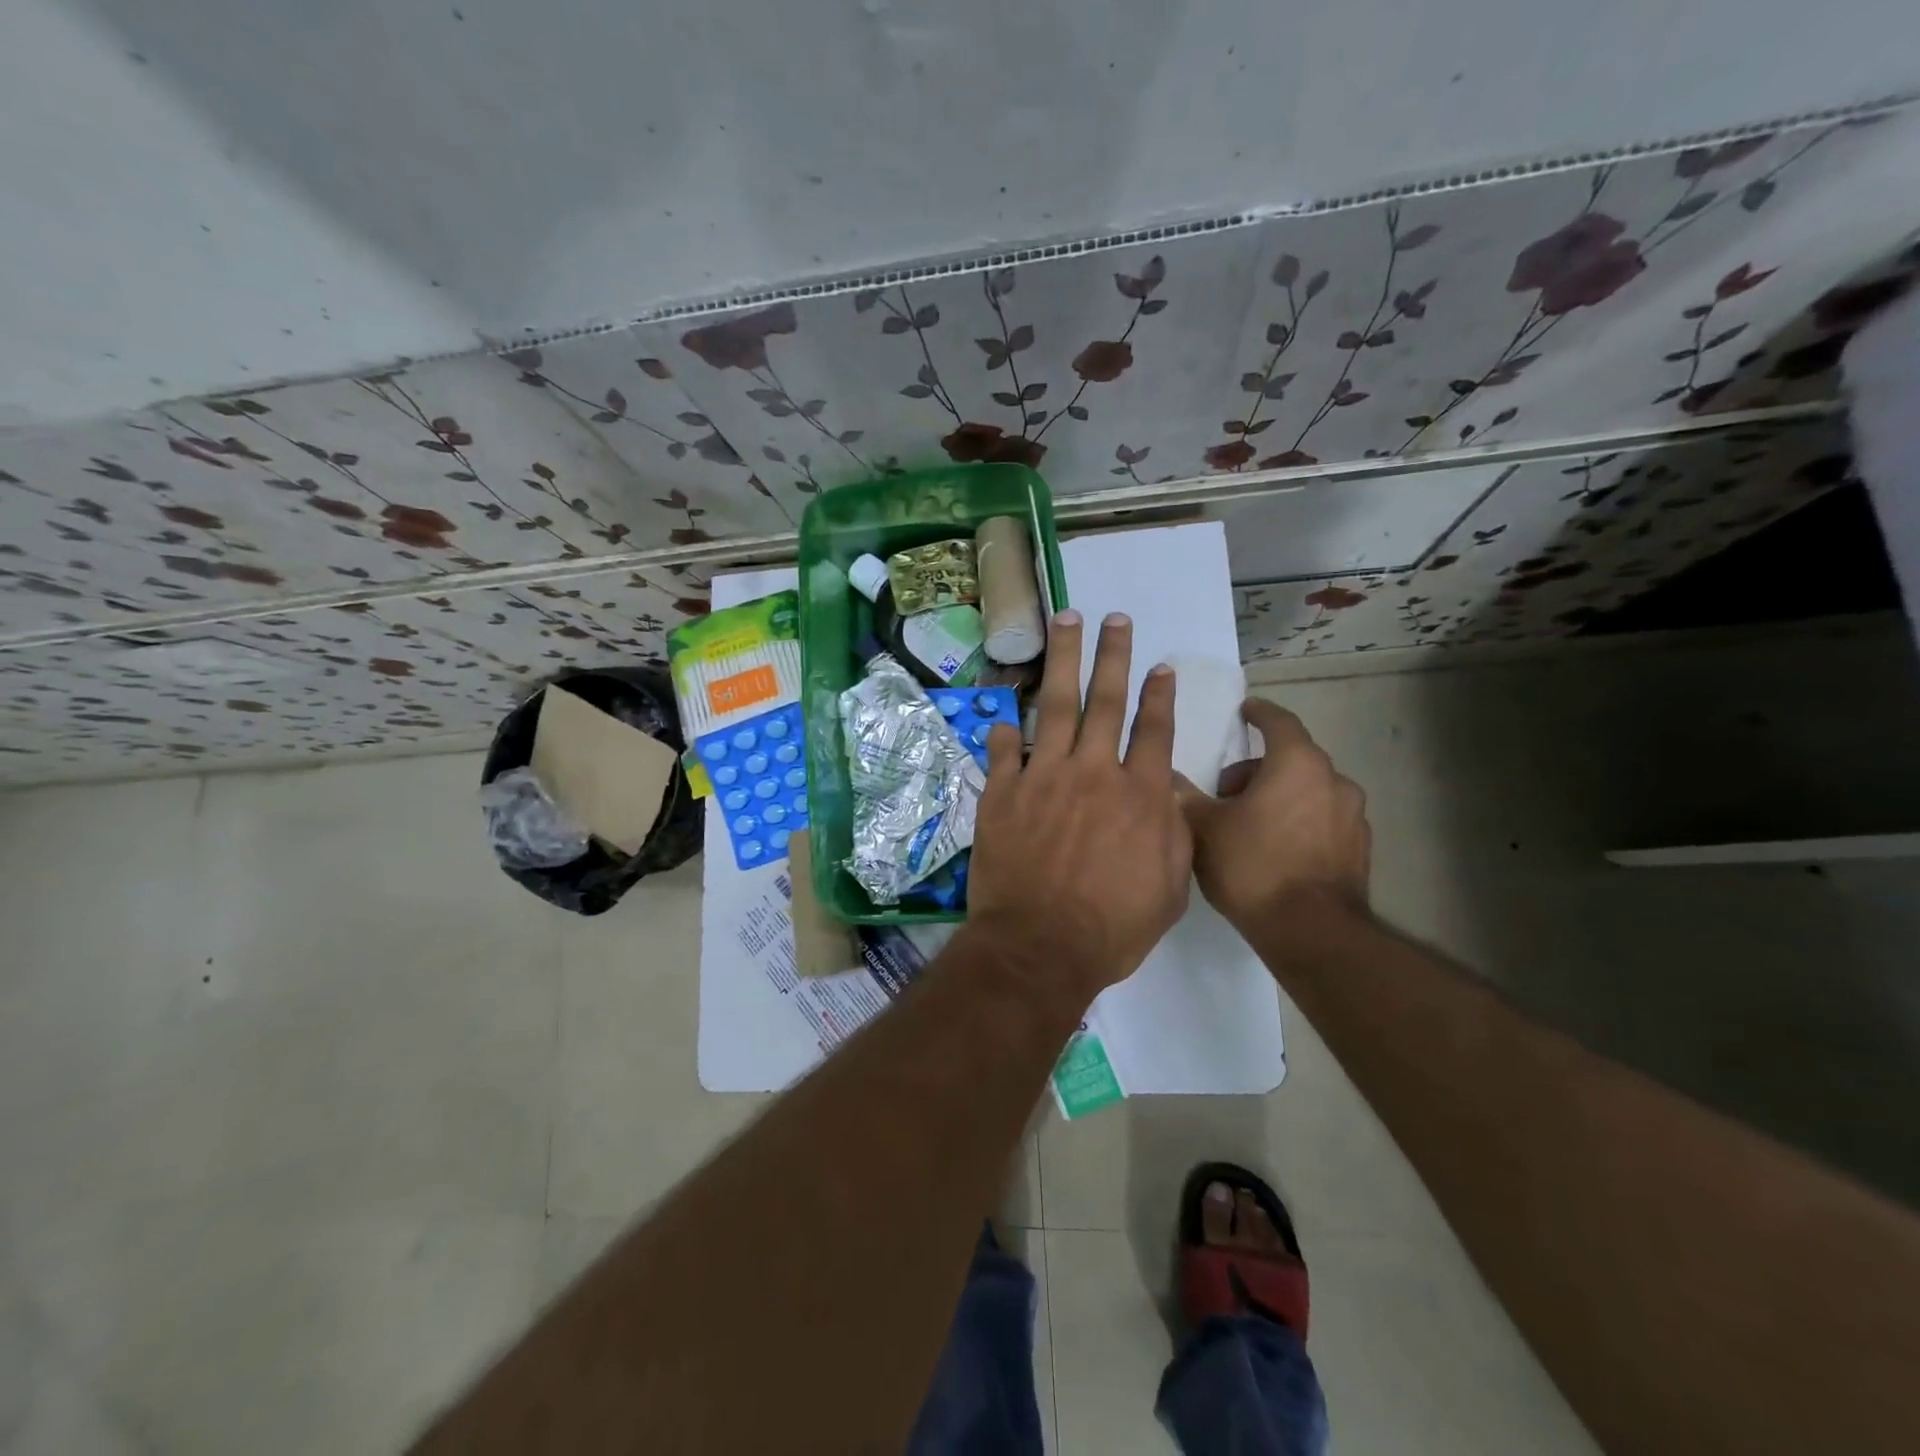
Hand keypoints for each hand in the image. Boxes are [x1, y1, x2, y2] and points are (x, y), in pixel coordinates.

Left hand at [966, 610, 1191, 1001]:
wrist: (1040, 947)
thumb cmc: (1112, 928)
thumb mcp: (1170, 888)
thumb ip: (1174, 833)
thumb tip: (1167, 795)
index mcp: (1140, 794)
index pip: (1154, 730)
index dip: (1159, 695)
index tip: (1160, 666)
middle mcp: (1094, 772)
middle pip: (1106, 700)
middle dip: (1113, 655)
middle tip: (1115, 618)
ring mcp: (1043, 777)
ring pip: (1057, 705)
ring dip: (1064, 660)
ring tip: (1067, 622)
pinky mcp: (1002, 793)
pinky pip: (1004, 749)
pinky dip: (1005, 729)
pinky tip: (1005, 709)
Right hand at [1179, 699, 1370, 933]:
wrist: (1311, 931)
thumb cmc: (1253, 866)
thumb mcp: (1204, 828)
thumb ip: (1185, 797)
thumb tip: (1168, 779)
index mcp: (1297, 763)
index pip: (1278, 722)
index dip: (1259, 713)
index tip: (1245, 711)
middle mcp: (1334, 780)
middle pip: (1292, 759)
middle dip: (1258, 769)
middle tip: (1226, 793)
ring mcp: (1353, 816)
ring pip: (1310, 791)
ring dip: (1281, 796)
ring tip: (1250, 826)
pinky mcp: (1359, 849)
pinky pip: (1324, 820)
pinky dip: (1301, 823)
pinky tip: (1278, 851)